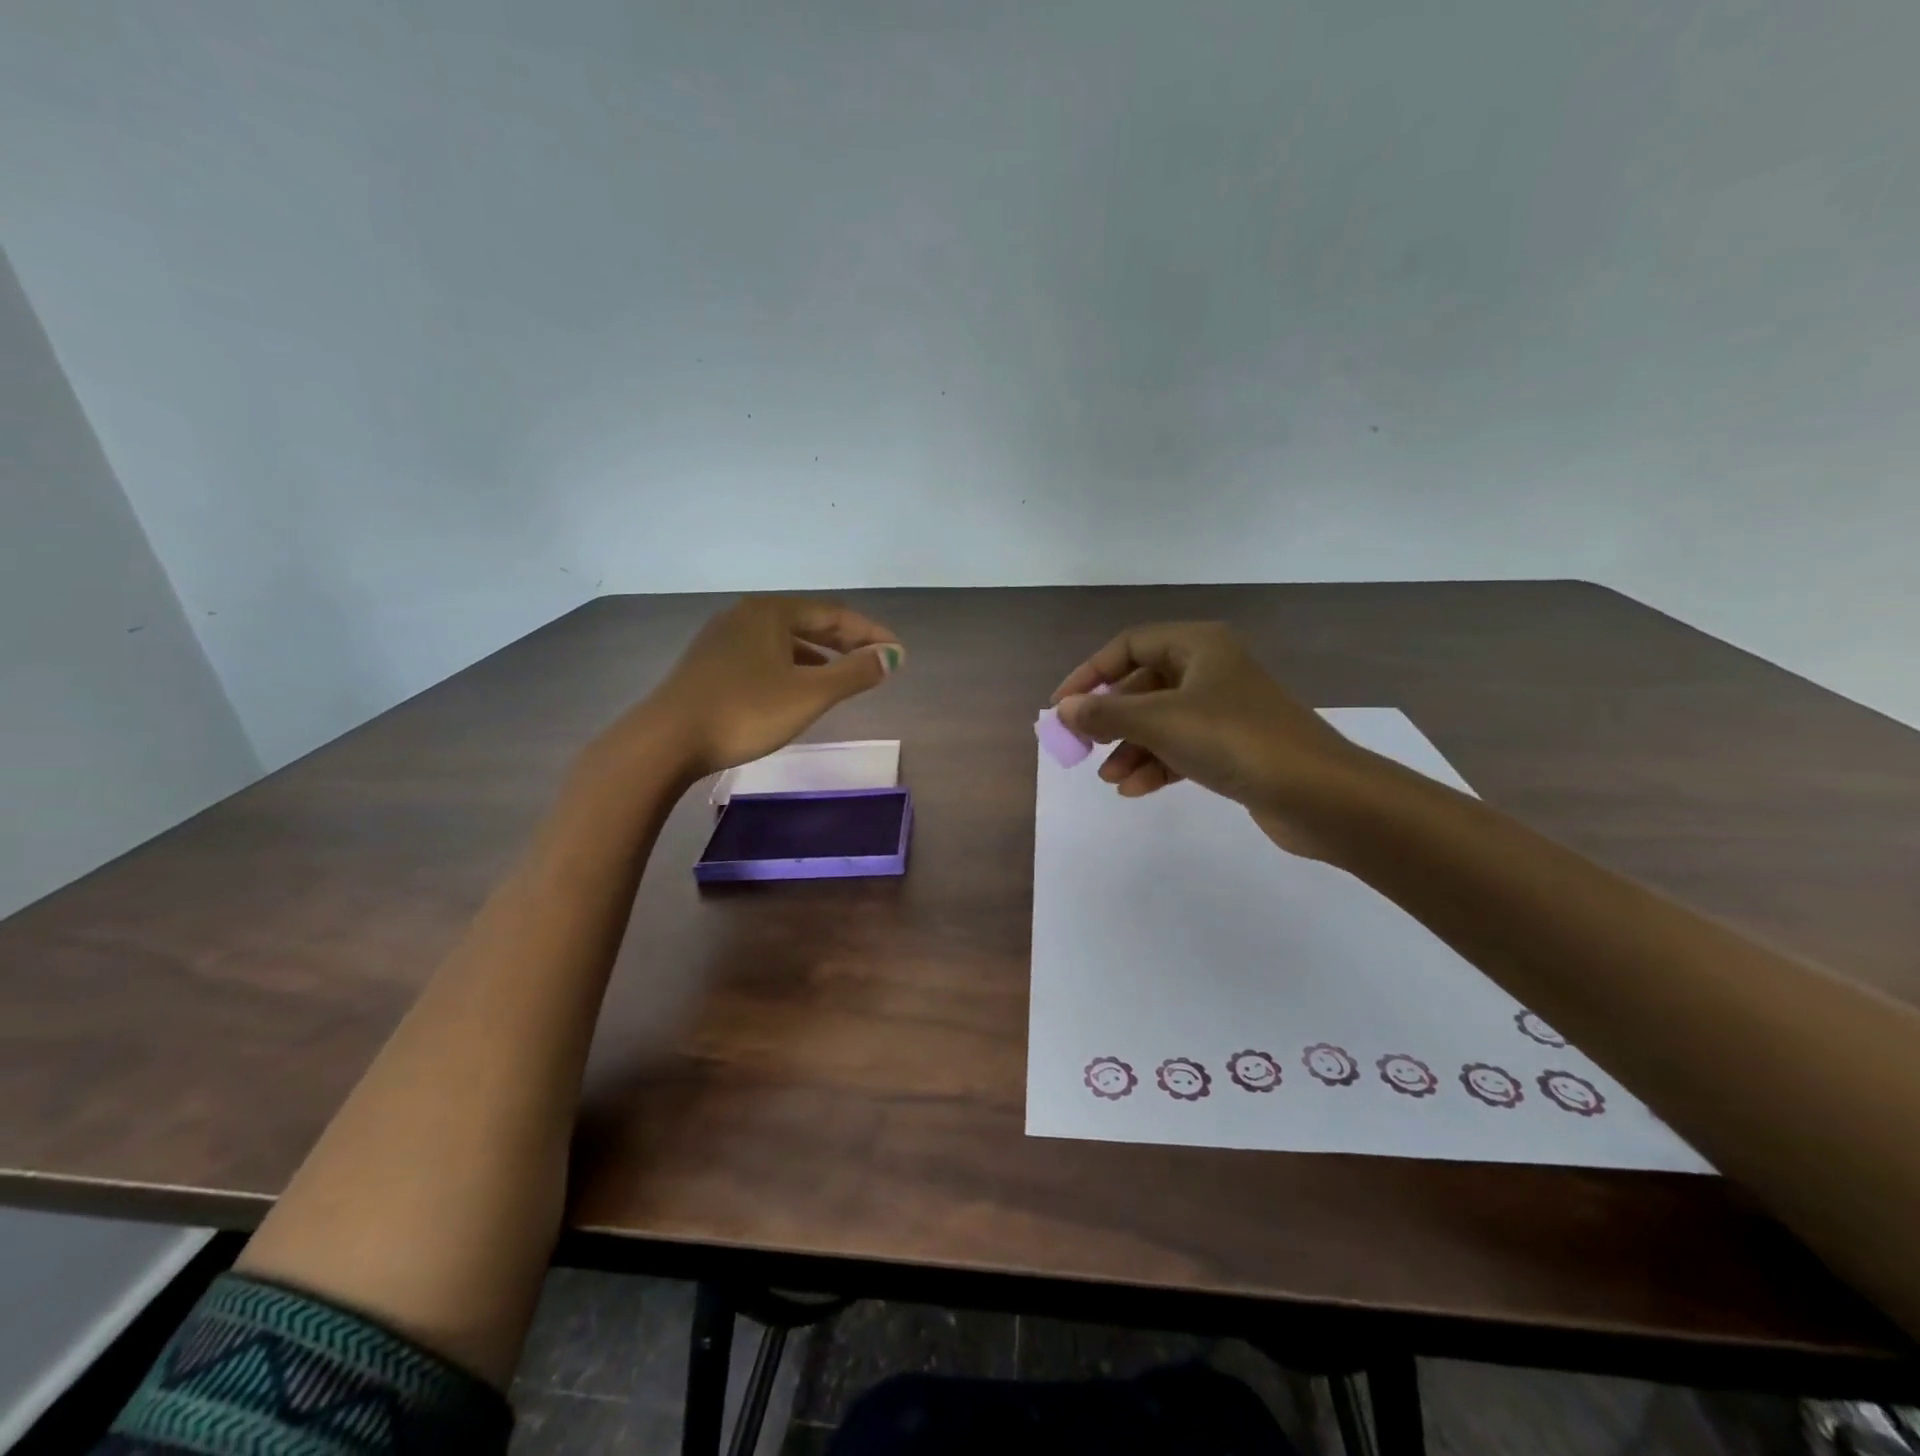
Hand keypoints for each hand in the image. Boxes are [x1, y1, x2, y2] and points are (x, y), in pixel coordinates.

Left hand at [624, 597, 903, 778]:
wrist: (666, 741)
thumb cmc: (745, 711)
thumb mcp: (809, 694)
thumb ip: (854, 673)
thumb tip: (893, 656)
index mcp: (770, 612)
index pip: (834, 614)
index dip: (870, 633)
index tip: (897, 653)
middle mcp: (745, 616)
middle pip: (808, 623)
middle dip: (845, 643)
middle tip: (876, 662)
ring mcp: (722, 640)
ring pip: (784, 642)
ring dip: (819, 657)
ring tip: (843, 677)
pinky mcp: (709, 666)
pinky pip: (763, 657)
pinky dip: (791, 668)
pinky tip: (796, 690)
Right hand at [1050, 622, 1367, 855]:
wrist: (1319, 794)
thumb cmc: (1235, 740)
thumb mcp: (1160, 722)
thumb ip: (1106, 714)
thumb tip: (1064, 711)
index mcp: (1198, 645)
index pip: (1128, 646)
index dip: (1089, 674)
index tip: (1061, 708)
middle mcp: (1210, 669)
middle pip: (1142, 686)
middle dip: (1110, 719)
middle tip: (1081, 748)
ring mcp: (1224, 709)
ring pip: (1160, 721)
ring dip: (1130, 747)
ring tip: (1110, 779)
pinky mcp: (1234, 745)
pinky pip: (1181, 746)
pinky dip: (1156, 764)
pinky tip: (1136, 789)